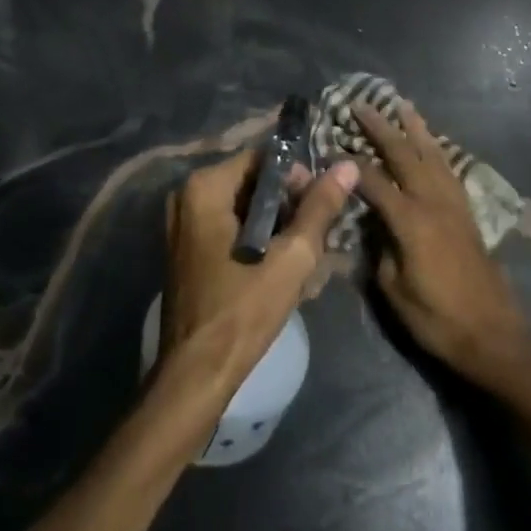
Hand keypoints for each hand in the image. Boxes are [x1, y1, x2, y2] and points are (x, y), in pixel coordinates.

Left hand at [161, 148, 357, 386]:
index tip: (321, 206)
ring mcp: (183, 224)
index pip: (263, 158)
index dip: (298, 177)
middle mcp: (186, 196)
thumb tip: (347, 166)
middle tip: (316, 236)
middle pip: (253, 183)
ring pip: (245, 209)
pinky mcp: (188, 249)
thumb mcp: (292, 256)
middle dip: (289, 206)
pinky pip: (231, 228)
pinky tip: (282, 269)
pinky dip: (258, 241)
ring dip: (277, 228)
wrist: (197, 372)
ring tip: (304, 257)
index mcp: (204, 187)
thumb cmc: (244, 309)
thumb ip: (319, 207)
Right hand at [351, 99, 530, 389]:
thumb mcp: (392, 289)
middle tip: (362, 105)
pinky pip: (450, 170)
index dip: (349, 164)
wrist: (493, 335)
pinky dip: (437, 151)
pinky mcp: (467, 214)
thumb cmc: (436, 318)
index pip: (374, 181)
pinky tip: (432, 144)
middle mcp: (433, 203)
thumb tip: (372, 223)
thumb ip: (379, 248)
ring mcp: (454, 205)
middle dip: (382, 128)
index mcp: (410, 220)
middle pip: (405, 155)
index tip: (329, 146)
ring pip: (433, 155)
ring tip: (404, 106)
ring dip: (416, 129)